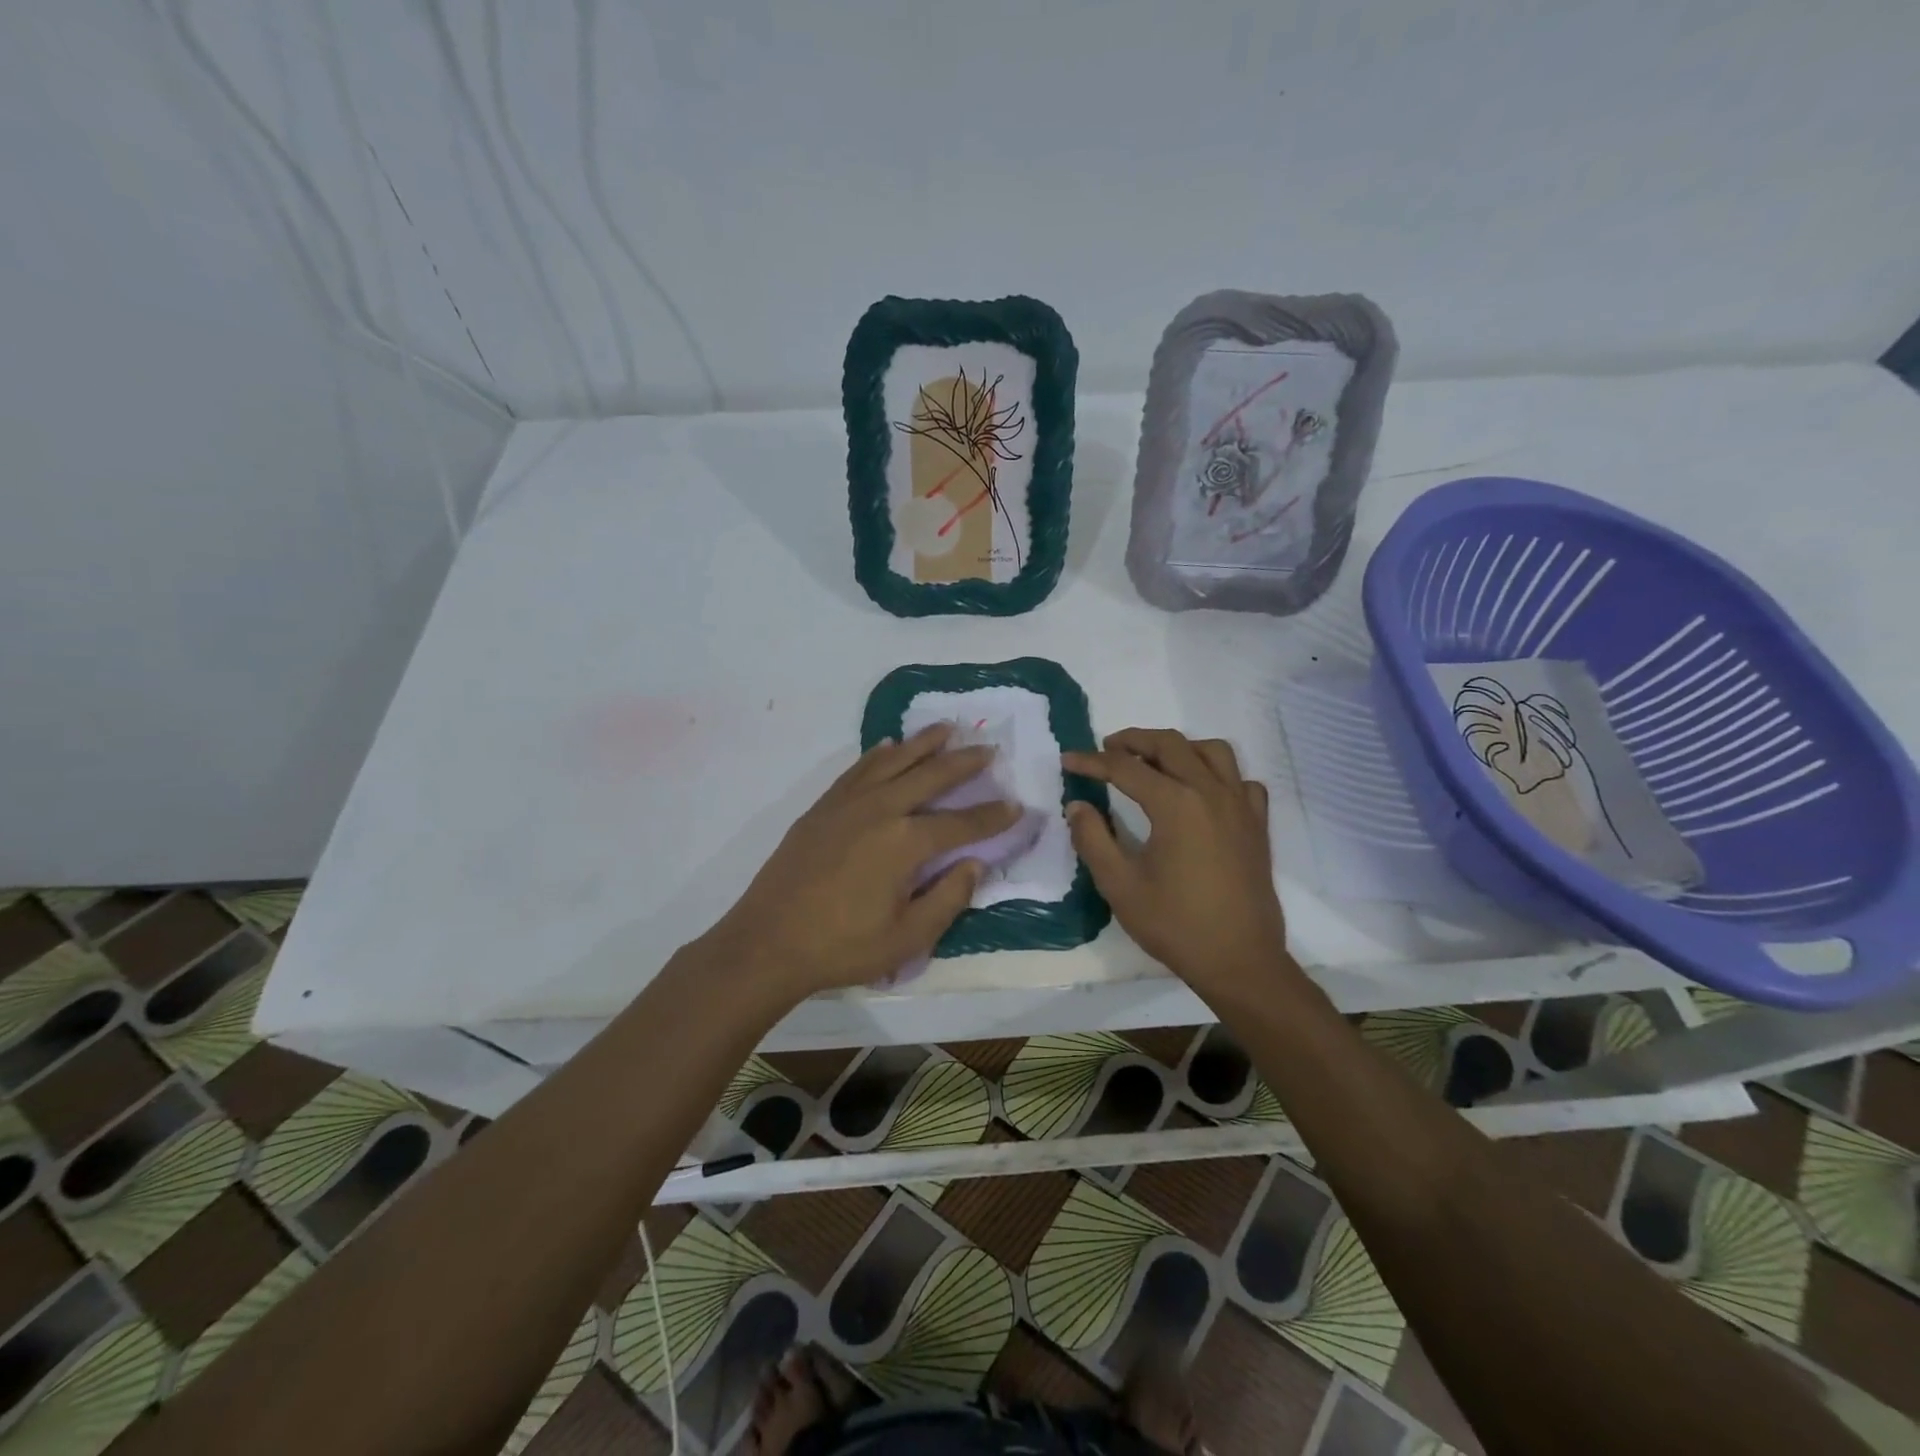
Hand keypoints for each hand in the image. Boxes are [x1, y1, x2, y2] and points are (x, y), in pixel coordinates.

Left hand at [699, 723, 1018, 999]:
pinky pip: (858, 769)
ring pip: (894, 761)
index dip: (993, 816)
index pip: (961, 823)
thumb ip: (948, 899)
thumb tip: (974, 864)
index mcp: (905, 843)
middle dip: (964, 763)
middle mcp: (880, 810)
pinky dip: (879, 754)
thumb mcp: (907, 939)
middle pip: (931, 776)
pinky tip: (889, 746)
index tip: (1018, 805)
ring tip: (946, 729)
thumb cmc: (842, 947)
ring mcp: (848, 803)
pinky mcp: (823, 807)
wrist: (767, 942)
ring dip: (923, 743)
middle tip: (989, 750)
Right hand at [1063, 729, 1288, 992]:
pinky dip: (1218, 774)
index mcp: (1175, 804)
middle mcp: (1210, 792)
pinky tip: (1202, 792)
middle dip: (1133, 740)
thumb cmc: (1175, 924)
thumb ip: (1093, 839)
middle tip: (1107, 749)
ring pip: (1212, 751)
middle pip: (1170, 744)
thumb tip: (1077, 805)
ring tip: (1155, 762)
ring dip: (1179, 747)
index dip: (1092, 761)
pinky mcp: (1257, 824)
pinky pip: (1240, 780)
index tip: (1068, 760)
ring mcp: (1240, 806)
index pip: (1125, 768)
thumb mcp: (1119, 885)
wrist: (1239, 960)